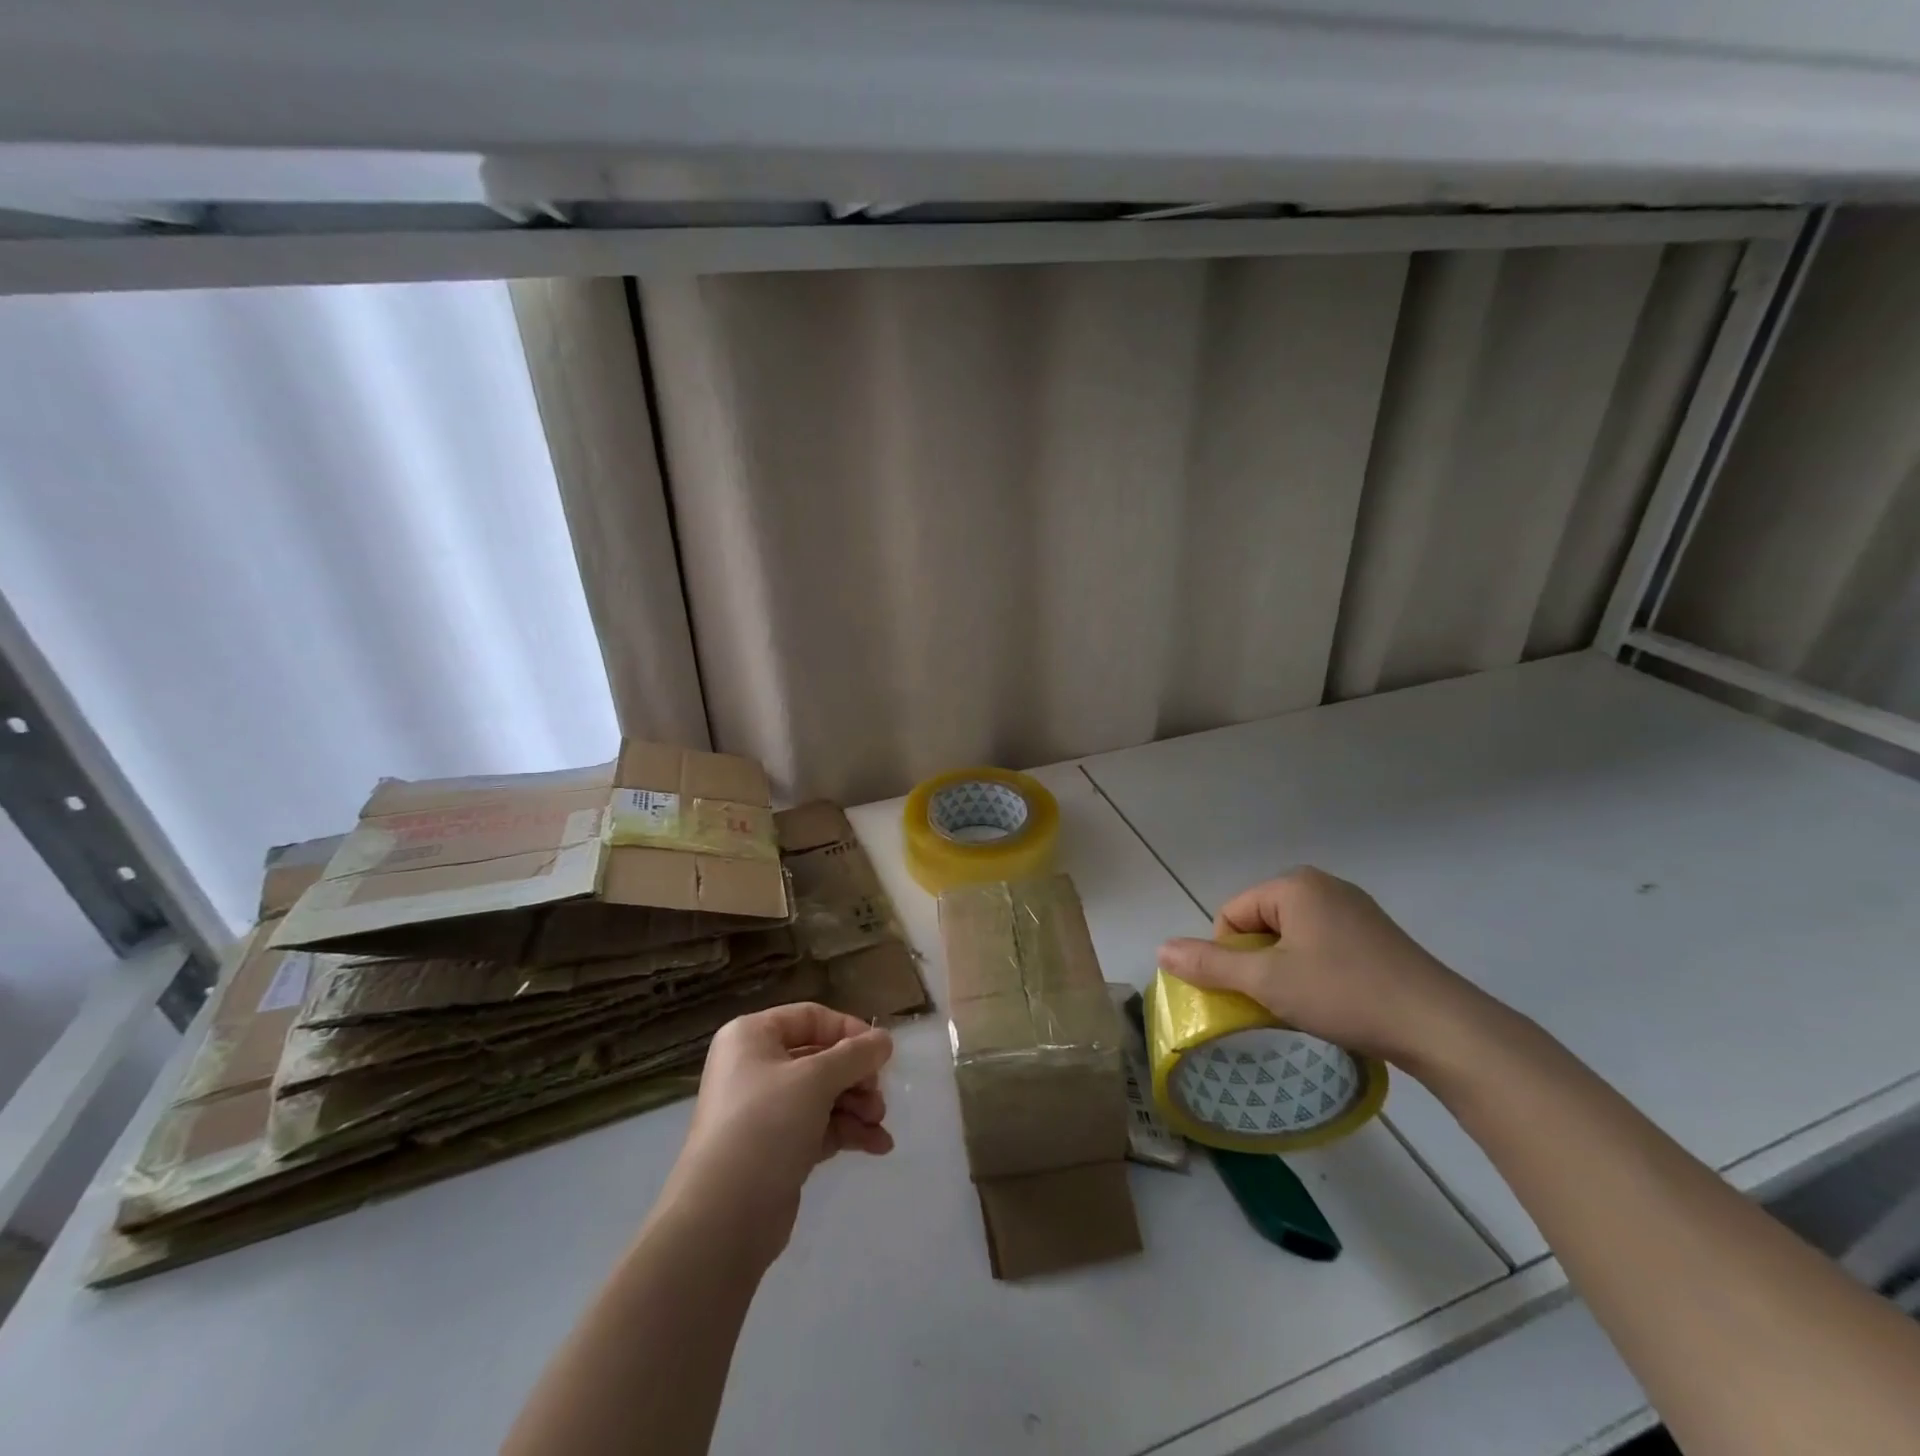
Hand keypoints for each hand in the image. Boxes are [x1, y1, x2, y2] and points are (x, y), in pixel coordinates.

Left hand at [662, 1003, 893, 1264]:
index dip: (848, 1031)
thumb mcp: (816, 1080)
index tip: (880, 1053)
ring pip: (823, 1095)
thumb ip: (855, 1055)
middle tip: (878, 1096)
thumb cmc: (766, 1126)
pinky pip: (819, 1127)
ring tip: (879, 1124)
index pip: (810, 1018)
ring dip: (857, 1106)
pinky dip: (848, 1131)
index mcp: (751, 1037)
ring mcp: (764, 1111)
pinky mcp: (776, 1149)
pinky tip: (878, 1146)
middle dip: (856, 1076)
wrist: (723, 1218)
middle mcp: (754, 1067)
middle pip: (820, 1058)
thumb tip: (885, 1039)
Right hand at [1156, 867, 1491, 1071]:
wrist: (1440, 1027)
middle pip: (1260, 923)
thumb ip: (1210, 964)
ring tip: (1309, 1004)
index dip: (1231, 956)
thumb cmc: (1344, 994)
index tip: (1256, 991)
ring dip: (1286, 970)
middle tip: (1280, 1000)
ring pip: (1292, 938)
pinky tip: (1336, 999)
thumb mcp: (1267, 982)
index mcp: (1294, 885)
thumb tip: (1161, 949)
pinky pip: (1323, 945)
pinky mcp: (1376, 936)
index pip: (1232, 914)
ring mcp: (1354, 909)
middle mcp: (1323, 886)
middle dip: (1259, 962)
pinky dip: (1316, 971)